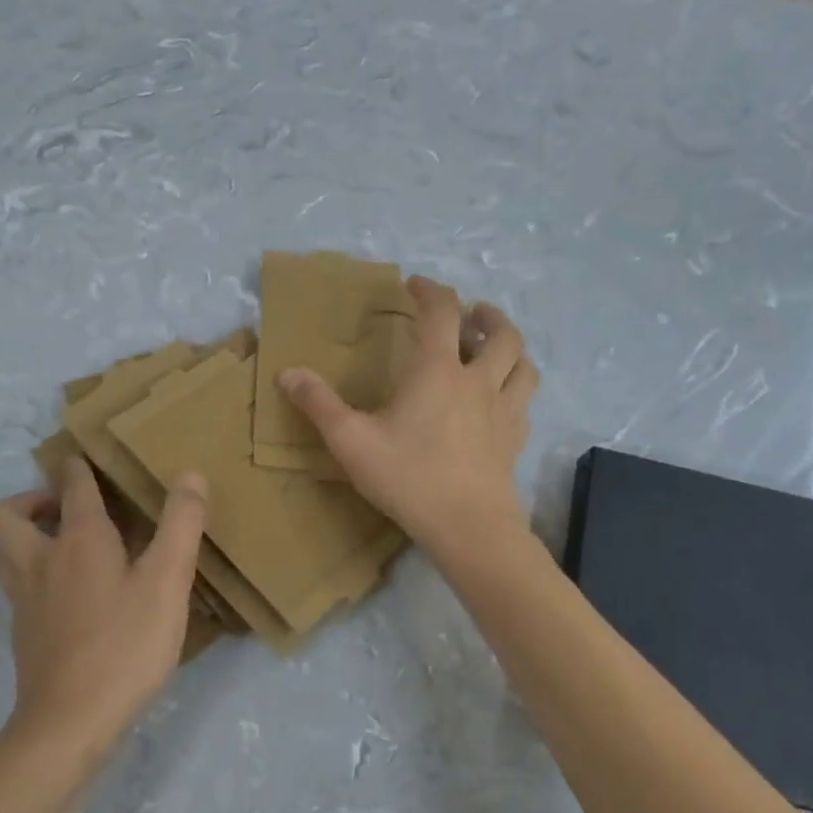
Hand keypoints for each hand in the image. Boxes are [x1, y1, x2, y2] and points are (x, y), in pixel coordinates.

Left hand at [0, 456, 207, 772]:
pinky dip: (32, 574)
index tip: (83, 459)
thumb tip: (189, 474)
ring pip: (1, 553)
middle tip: (60, 507)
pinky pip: (16, 587)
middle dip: (27, 500)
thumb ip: (181, 525)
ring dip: (21, 536)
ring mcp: (25, 601)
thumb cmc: (125, 645)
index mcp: (79, 541)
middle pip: (5, 517)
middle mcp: (41, 562)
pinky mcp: (24, 634)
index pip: (72, 488)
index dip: (77, 468)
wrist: (70, 723)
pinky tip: (65, 594)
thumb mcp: (167, 582)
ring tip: (58, 543)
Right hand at [279, 276, 537, 559]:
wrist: (468, 527)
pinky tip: (501, 401)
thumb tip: (287, 373)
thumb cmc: (408, 478)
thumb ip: (319, 404)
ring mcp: (504, 411)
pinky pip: (524, 403)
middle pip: (499, 333)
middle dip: (485, 315)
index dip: (429, 290)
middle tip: (471, 313)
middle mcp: (478, 381)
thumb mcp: (351, 441)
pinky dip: (515, 390)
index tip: (414, 285)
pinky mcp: (515, 440)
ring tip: (495, 347)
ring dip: (511, 347)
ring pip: (523, 364)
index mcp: (437, 371)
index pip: (441, 312)